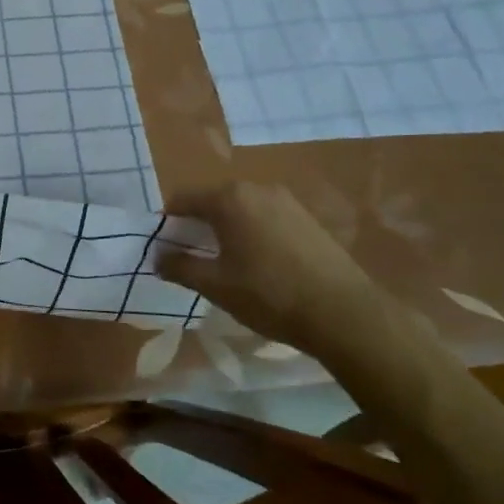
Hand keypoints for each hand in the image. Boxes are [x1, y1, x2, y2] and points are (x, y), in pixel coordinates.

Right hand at [158, 181, 396, 360]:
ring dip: (227, 229)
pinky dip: (253, 233)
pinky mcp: (308, 218)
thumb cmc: (270, 295)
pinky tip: (260, 264)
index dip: (168, 223)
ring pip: (241, 209)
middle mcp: (256, 189)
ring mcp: (286, 201)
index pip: (183, 199)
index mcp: (229, 198)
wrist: (345, 314)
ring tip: (227, 263)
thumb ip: (180, 267)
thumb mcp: (216, 286)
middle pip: (213, 201)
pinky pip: (266, 217)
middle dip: (198, 225)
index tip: (165, 248)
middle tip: (194, 257)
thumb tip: (158, 257)